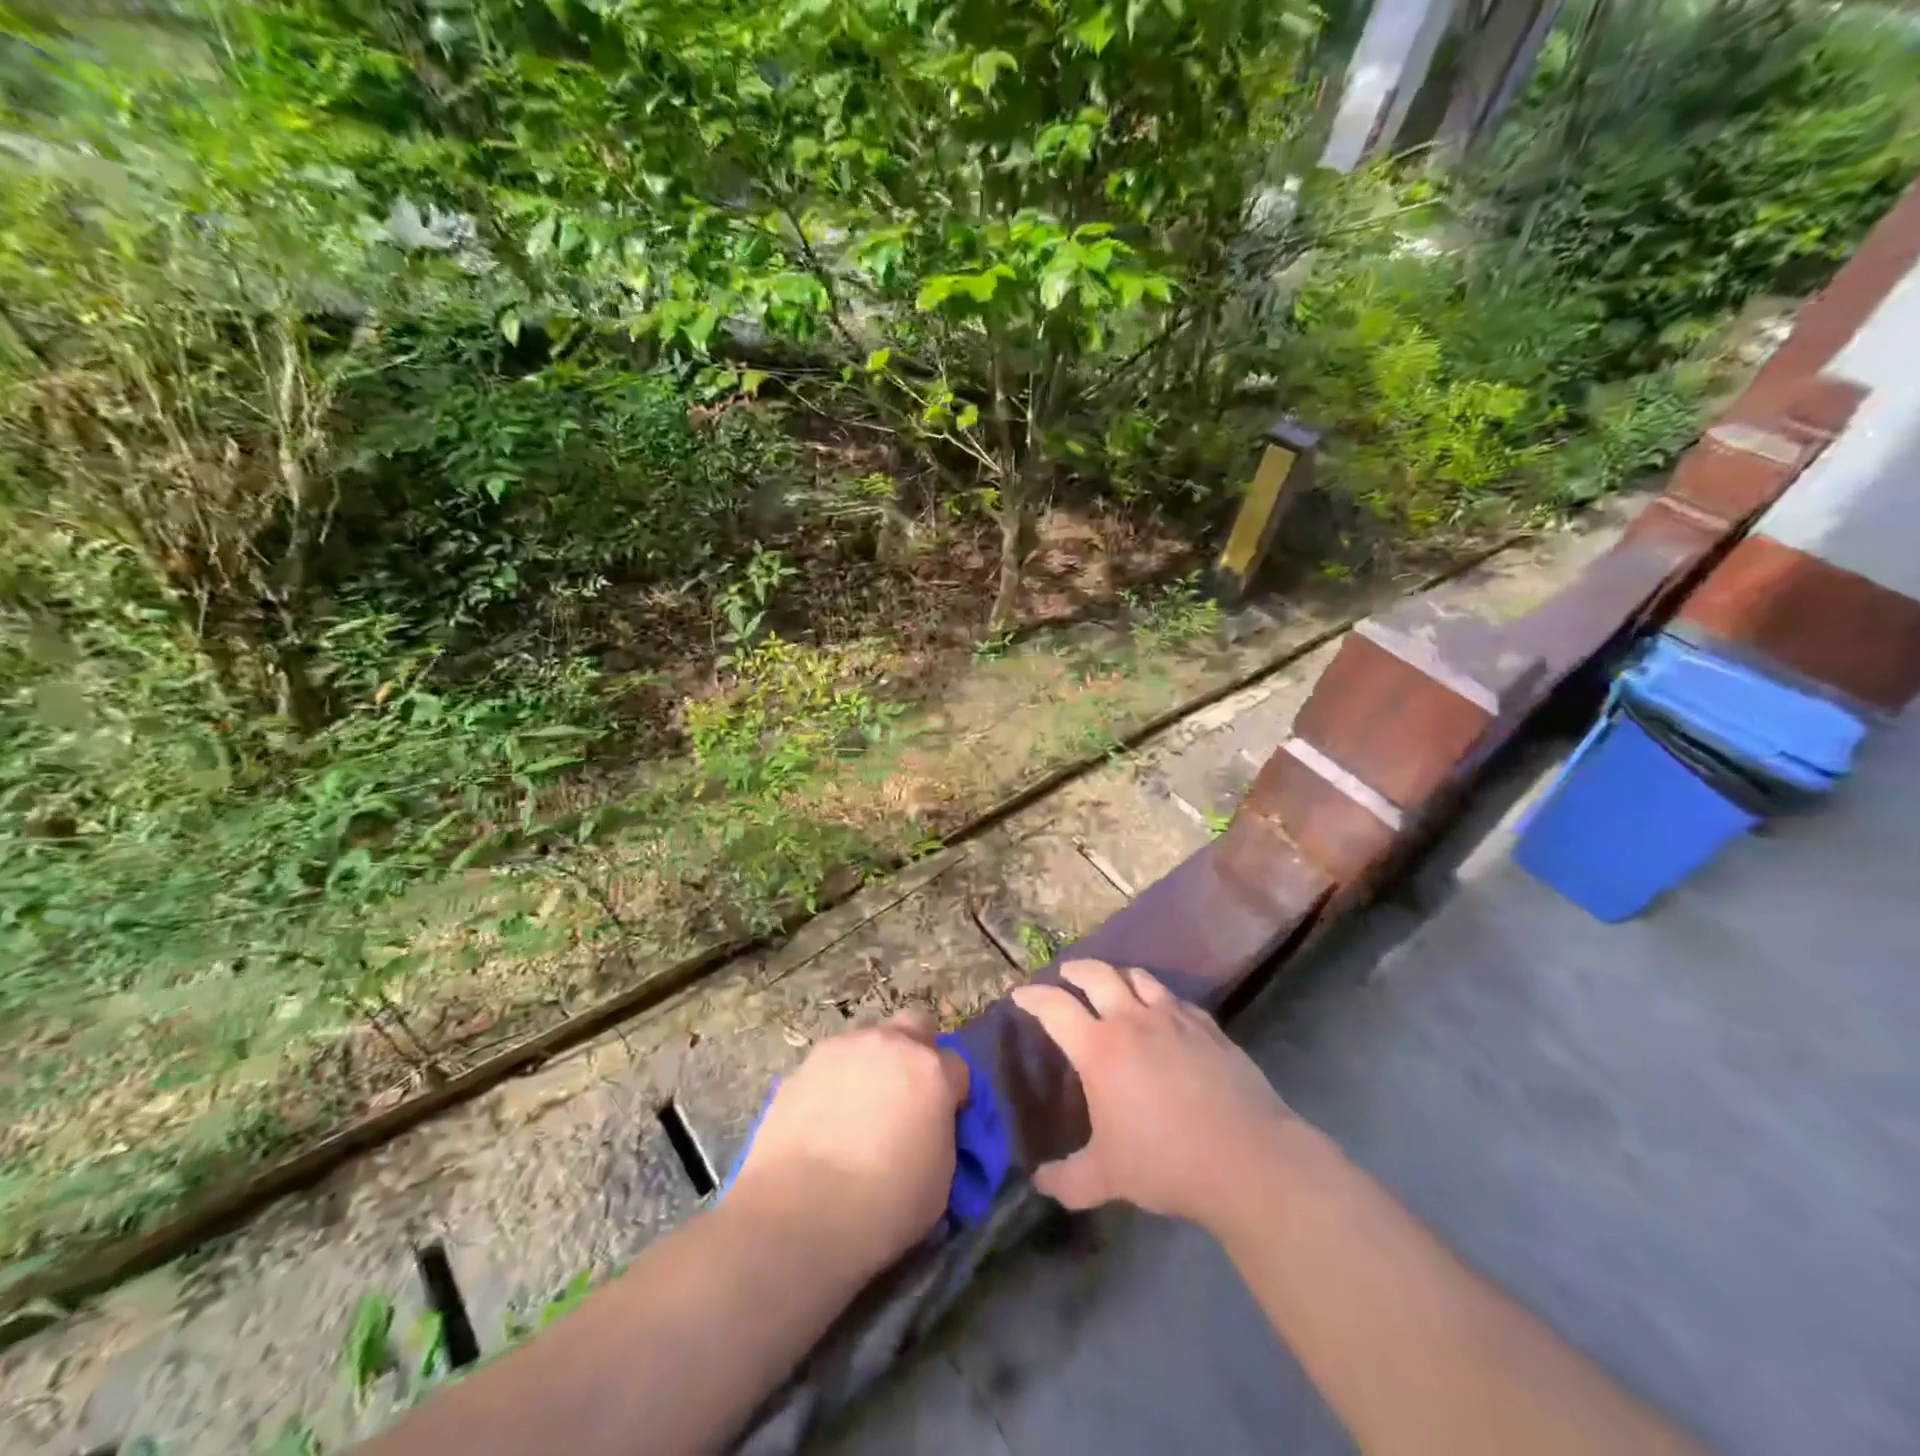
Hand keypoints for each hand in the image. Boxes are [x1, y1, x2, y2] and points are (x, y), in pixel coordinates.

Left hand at [729, 1009, 969, 1277]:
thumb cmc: (884, 1204)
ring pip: (870, 1037)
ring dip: (874, 1061)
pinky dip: (837, 1080)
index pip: (958, 1067)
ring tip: (861, 1105)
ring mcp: (843, 1048)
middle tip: (908, 1093)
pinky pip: (832, 1062)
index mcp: (931, 1070)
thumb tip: (929, 1125)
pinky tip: (826, 1116)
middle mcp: (890, 1044)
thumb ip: (941, 1134)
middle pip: (916, 1025)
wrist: (799, 1213)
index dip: (954, 1094)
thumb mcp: (941, 1179)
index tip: (945, 1120)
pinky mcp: (805, 1064)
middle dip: (918, 1051)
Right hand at [1011, 960, 1295, 1232]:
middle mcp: (1131, 1020)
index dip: (1033, 996)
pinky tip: (1159, 1012)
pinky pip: (1173, 996)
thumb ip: (1067, 1180)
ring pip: (1137, 976)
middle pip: (1096, 974)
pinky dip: (1156, 995)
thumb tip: (1039, 1181)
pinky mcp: (1206, 1025)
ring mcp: (1172, 1017)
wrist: (1247, 1158)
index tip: (1020, 994)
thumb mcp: (1108, 1178)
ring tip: (1111, 984)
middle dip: (1075, 970)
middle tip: (1065, 975)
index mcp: (1099, 1048)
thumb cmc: (1167, 1163)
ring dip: (1116, 975)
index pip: (1054, 1006)